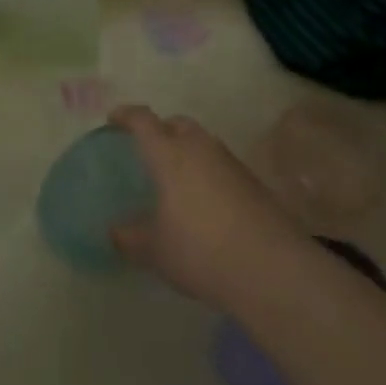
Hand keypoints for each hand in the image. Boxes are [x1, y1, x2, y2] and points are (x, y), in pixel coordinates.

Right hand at [107, 105, 310, 313]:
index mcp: (170, 155)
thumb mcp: (155, 250)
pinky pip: (222, 166)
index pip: (144, 121)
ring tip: (177, 179)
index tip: (114, 119)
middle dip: (161, 130)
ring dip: (188, 151)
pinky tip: (205, 203)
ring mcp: (231, 164)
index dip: (127, 116)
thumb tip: (115, 231)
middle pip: (178, 124)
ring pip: (203, 144)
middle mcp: (201, 149)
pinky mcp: (254, 184)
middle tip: (149, 149)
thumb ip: (130, 238)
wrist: (271, 268)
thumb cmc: (200, 250)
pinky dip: (208, 173)